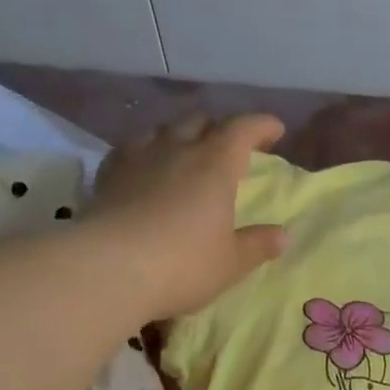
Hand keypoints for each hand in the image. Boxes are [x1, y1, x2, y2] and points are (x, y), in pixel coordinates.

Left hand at [86, 113, 286, 319]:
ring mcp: (137, 158)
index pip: (242, 129)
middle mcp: (176, 149)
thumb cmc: (183, 264)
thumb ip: (257, 245)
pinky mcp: (107, 174)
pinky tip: (146, 167)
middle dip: (219, 129)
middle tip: (230, 147)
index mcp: (214, 165)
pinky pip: (131, 149)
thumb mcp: (231, 263)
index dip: (261, 126)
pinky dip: (147, 152)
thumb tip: (281, 235)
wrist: (109, 268)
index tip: (275, 130)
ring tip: (186, 153)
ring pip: (163, 130)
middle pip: (200, 122)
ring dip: (180, 136)